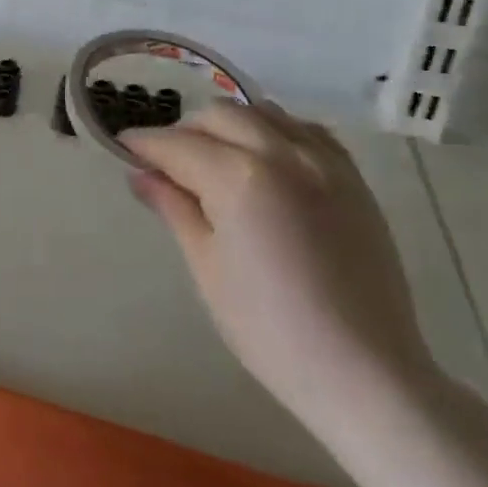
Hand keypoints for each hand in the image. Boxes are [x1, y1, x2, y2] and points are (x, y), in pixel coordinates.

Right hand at [121, 101, 438, 435]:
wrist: (364, 373)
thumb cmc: (269, 328)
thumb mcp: (206, 266)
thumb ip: (174, 208)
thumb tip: (141, 175)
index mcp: (239, 178)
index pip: (176, 144)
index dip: (143, 144)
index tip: (123, 146)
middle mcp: (283, 155)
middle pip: (219, 116)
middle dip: (184, 131)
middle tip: (166, 163)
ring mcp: (324, 163)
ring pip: (263, 113)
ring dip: (229, 125)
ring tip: (214, 158)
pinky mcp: (353, 179)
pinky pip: (306, 130)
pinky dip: (275, 131)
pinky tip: (265, 159)